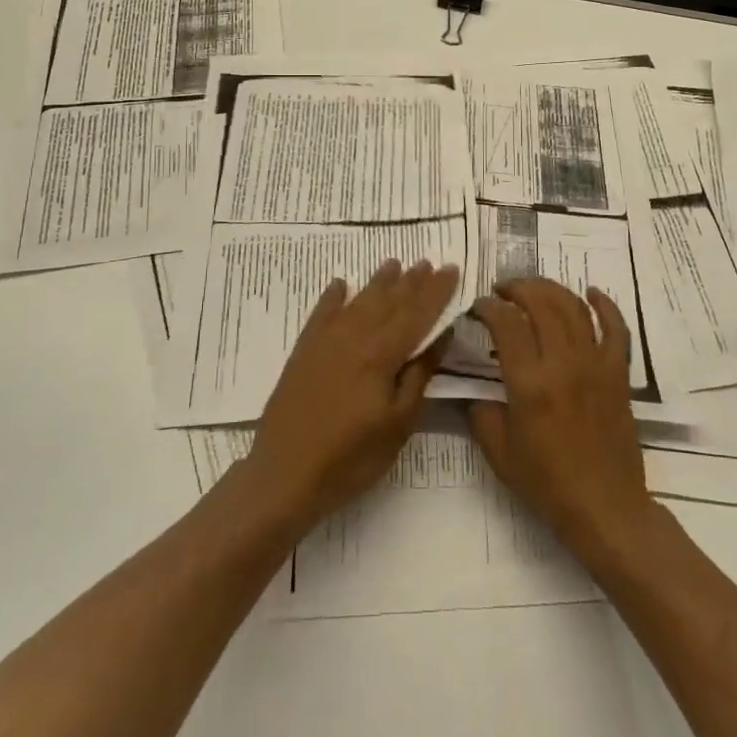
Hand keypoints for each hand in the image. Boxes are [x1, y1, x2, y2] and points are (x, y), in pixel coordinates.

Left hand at [239, 259, 457, 535]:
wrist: (284, 474)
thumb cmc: (350, 458)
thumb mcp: (397, 425)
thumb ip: (419, 376)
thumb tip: (440, 335)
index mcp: (382, 354)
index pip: (417, 313)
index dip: (436, 291)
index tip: (451, 269)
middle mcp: (354, 336)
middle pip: (389, 302)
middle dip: (411, 281)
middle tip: (428, 262)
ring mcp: (326, 341)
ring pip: (359, 301)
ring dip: (378, 282)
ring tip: (394, 264)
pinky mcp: (304, 351)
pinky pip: (322, 313)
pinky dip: (333, 297)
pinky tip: (340, 284)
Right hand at [467, 279, 655, 554]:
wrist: (605, 508)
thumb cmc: (548, 484)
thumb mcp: (499, 454)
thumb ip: (481, 414)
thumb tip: (476, 391)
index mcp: (530, 384)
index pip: (506, 324)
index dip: (488, 307)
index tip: (478, 308)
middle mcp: (563, 364)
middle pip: (540, 303)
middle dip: (517, 288)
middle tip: (502, 291)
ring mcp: (595, 364)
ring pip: (574, 307)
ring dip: (551, 289)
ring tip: (533, 288)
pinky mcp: (618, 373)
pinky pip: (616, 328)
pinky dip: (604, 304)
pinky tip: (590, 292)